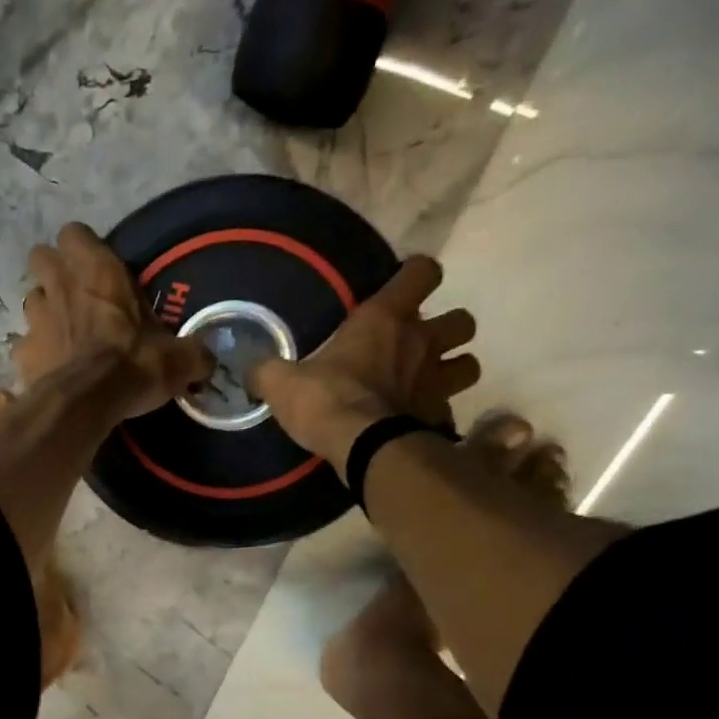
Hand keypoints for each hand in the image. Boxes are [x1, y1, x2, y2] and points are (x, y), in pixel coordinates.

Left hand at [18, 223, 213, 417]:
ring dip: (44, 312)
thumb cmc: (133, 366)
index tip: (96, 268)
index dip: (82, 247)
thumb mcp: (176, 359)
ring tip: (62, 334)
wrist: (86, 404)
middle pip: (42, 258)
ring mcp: (36, 318)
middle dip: (54, 273)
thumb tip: (207, 360)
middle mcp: (60, 285)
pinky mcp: (22, 353)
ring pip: (31, 300)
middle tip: (75, 297)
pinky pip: (23, 345)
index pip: (75, 233)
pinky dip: (34, 354)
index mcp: (98, 271)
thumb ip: (191, 353)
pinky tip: (49, 369)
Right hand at [249, 255, 480, 469]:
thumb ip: (267, 370)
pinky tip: (416, 421)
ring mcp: (437, 381)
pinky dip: (437, 412)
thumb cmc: (326, 400)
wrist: (364, 447)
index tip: (399, 289)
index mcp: (385, 318)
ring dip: (452, 368)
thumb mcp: (282, 382)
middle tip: (417, 345)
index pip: (423, 271)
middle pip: (462, 320)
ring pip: (469, 363)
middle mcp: (422, 341)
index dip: (415, 275)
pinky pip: (450, 409)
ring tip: (426, 381)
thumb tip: (250, 369)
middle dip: (445, 329)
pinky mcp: (440, 417)